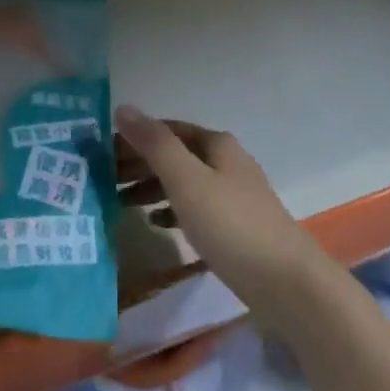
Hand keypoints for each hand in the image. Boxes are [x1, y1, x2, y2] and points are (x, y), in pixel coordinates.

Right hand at [114, 106, 327, 315]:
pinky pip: (195, 208)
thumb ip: (155, 145)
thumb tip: (123, 107)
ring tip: (119, 202)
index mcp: (217, 145)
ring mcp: (234, 195)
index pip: (167, 130)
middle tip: (103, 179)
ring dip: (152, 188)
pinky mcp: (237, 227)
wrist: (288, 283)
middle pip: (176, 155)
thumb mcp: (188, 181)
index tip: (101, 152)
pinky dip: (172, 211)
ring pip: (184, 182)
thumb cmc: (232, 225)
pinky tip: (154, 225)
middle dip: (140, 163)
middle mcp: (226, 162)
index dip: (135, 137)